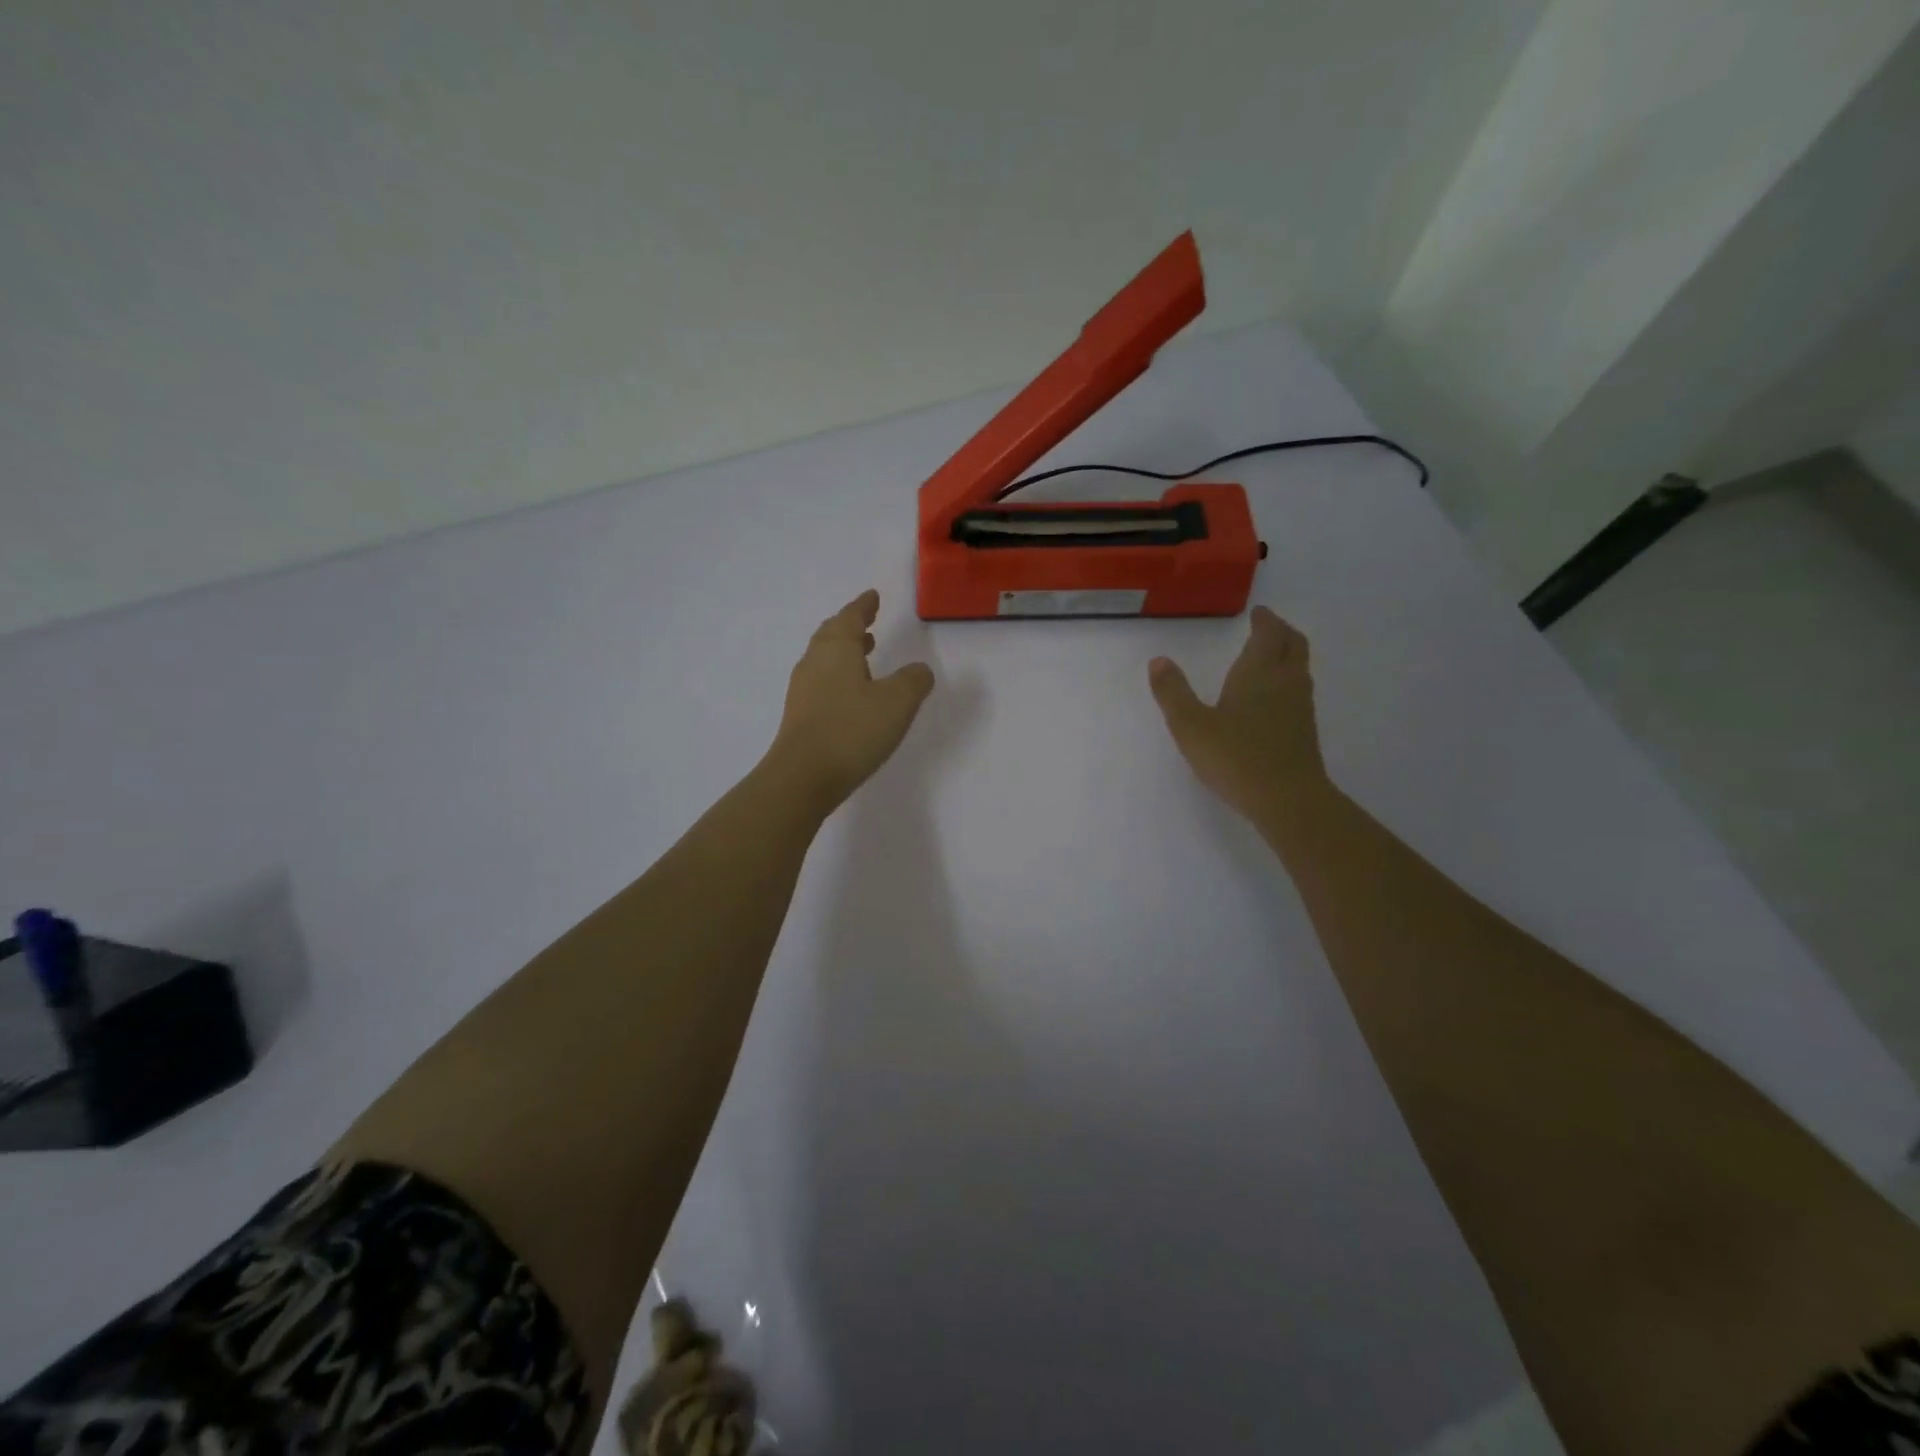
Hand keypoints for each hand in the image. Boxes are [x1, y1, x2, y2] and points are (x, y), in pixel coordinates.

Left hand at [769, 589, 935, 814]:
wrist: (803, 776)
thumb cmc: (852, 730)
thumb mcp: (897, 702)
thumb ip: (913, 681)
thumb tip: (920, 669)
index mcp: (836, 649)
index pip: (850, 617)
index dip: (863, 606)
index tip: (872, 596)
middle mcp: (815, 662)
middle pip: (831, 634)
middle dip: (850, 626)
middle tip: (867, 623)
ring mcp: (803, 690)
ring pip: (825, 659)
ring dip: (844, 652)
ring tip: (866, 655)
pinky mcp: (800, 715)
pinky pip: (821, 682)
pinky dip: (838, 676)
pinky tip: (852, 694)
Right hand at [1148, 606, 1330, 821]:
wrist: (1288, 800)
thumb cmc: (1236, 757)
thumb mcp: (1190, 725)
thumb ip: (1172, 692)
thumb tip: (1158, 661)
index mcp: (1258, 673)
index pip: (1269, 634)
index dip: (1265, 620)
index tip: (1258, 613)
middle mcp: (1285, 683)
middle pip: (1293, 645)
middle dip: (1282, 632)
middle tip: (1268, 627)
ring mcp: (1300, 708)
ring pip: (1300, 668)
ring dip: (1288, 656)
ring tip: (1270, 657)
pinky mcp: (1305, 732)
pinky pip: (1300, 692)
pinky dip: (1289, 681)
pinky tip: (1273, 699)